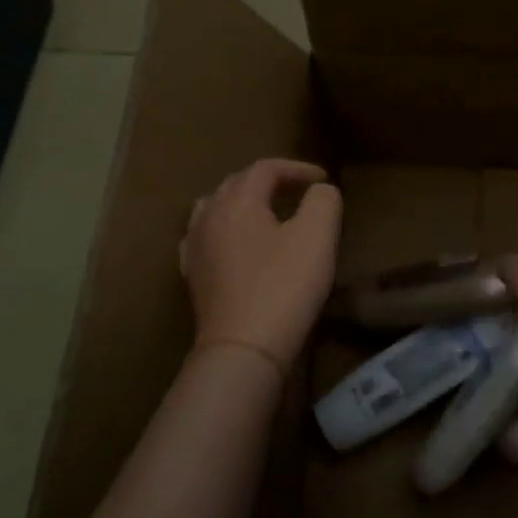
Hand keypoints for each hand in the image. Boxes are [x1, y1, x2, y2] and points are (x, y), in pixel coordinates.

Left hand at [181, 159, 341, 375]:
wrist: (243, 348)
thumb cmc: (283, 286)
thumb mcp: (317, 237)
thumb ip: (323, 201)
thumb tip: (320, 191)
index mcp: (237, 201)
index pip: (265, 169)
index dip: (296, 168)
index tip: (323, 179)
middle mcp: (208, 216)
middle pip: (236, 184)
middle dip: (269, 182)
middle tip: (298, 192)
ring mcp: (195, 248)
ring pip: (214, 208)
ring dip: (242, 203)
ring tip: (264, 213)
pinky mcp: (193, 277)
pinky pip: (205, 238)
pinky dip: (224, 230)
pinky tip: (233, 245)